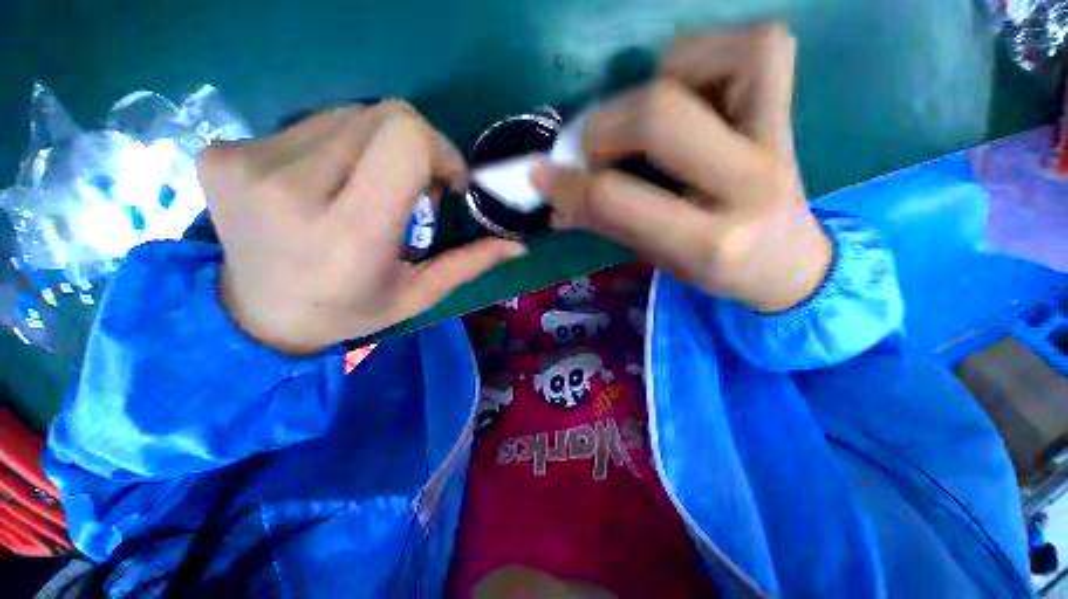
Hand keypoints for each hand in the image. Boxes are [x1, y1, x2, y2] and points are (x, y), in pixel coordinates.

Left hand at [197, 101, 525, 354]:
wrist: (258, 316)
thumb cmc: (350, 310)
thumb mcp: (419, 294)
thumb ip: (470, 263)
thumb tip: (518, 244)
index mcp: (349, 234)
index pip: (405, 139)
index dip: (439, 149)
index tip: (446, 183)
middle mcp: (290, 190)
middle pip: (381, 117)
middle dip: (414, 148)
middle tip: (412, 191)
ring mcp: (246, 164)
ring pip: (346, 114)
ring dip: (374, 147)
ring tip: (367, 190)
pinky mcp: (222, 152)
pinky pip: (307, 123)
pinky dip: (334, 147)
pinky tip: (325, 185)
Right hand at [532, 22, 831, 312]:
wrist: (789, 262)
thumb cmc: (716, 270)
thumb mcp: (656, 259)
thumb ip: (607, 225)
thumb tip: (555, 202)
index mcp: (708, 243)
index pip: (618, 199)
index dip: (569, 183)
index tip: (540, 175)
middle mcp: (749, 184)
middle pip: (658, 116)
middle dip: (604, 127)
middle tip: (592, 149)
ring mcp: (779, 137)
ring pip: (708, 63)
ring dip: (656, 80)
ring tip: (646, 120)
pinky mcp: (790, 109)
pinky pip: (752, 46)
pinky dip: (704, 56)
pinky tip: (691, 92)